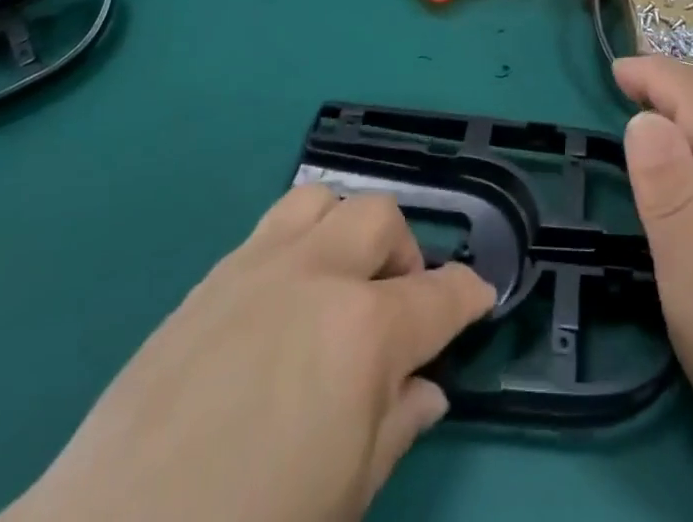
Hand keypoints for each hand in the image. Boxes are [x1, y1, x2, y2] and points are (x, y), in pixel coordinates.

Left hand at [6, 187, 495, 521]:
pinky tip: (283, 298)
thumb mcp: (343, 499)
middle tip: (396, 307)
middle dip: (405, 255)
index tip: (479, 297)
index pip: (440, 295)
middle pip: (382, 219)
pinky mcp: (212, 275)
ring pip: (326, 200)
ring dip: (348, 231)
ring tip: (339, 283)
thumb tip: (426, 390)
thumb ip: (396, 428)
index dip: (469, 294)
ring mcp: (260, 264)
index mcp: (364, 331)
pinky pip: (273, 225)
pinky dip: (300, 240)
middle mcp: (318, 275)